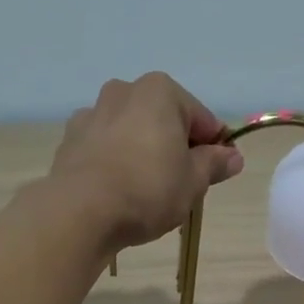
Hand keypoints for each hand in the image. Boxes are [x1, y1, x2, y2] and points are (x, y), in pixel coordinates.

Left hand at [48, 73, 244, 251]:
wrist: (81, 212)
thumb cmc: (148, 189)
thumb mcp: (193, 181)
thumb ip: (214, 164)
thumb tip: (233, 156)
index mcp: (160, 92)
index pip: (202, 118)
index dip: (214, 146)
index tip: (217, 172)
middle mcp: (124, 91)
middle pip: (163, 120)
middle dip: (176, 146)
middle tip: (183, 184)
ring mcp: (92, 114)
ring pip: (132, 132)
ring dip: (144, 152)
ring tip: (149, 191)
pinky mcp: (70, 140)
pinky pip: (105, 148)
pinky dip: (116, 162)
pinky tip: (120, 191)